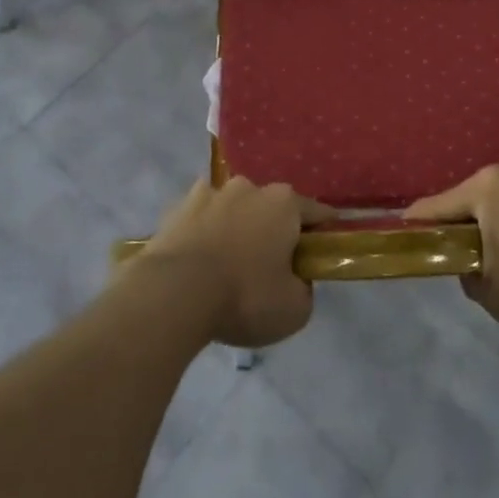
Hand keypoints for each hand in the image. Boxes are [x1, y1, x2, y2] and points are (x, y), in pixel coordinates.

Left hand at [137, 178, 333, 348]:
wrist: (174, 294)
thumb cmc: (244, 297)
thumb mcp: (294, 309)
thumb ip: (304, 288)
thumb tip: (296, 279)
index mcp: (284, 203)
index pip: (316, 211)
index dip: (323, 230)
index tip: (324, 247)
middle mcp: (249, 188)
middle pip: (270, 206)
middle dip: (273, 228)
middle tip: (271, 263)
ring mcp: (209, 193)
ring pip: (232, 207)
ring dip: (235, 226)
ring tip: (228, 261)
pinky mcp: (176, 208)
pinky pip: (199, 218)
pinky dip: (203, 232)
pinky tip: (198, 258)